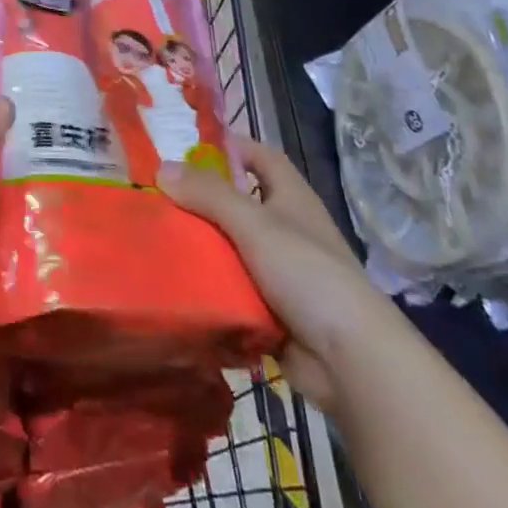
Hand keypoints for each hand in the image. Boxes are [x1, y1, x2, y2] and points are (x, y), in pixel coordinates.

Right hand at [158, 135, 390, 410]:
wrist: (351, 361)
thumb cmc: (308, 274)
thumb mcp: (255, 224)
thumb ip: (209, 195)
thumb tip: (162, 167)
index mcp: (292, 199)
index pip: (262, 157)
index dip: (231, 146)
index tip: (186, 145)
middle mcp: (287, 230)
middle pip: (239, 203)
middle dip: (202, 198)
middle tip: (156, 193)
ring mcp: (280, 272)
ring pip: (231, 247)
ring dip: (201, 244)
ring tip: (155, 235)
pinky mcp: (270, 309)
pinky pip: (231, 287)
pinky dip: (208, 283)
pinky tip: (175, 278)